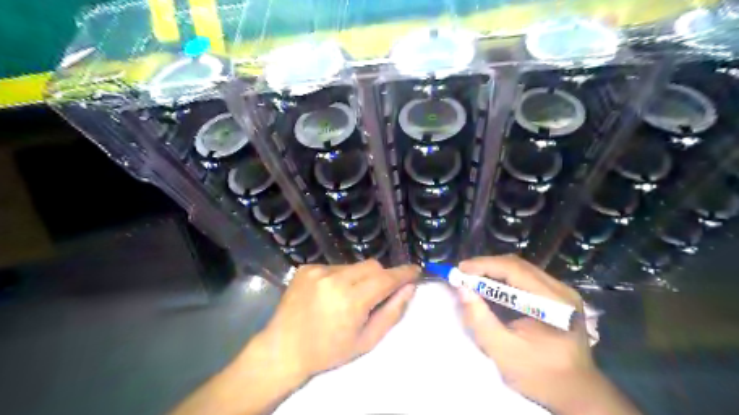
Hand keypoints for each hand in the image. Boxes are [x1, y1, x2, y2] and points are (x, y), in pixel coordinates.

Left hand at [169, 262, 418, 413]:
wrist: (284, 348)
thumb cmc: (329, 351)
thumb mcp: (366, 339)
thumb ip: (392, 311)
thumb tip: (409, 288)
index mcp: (351, 299)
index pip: (386, 278)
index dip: (403, 273)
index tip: (415, 270)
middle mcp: (335, 278)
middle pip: (371, 265)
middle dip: (381, 276)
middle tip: (378, 293)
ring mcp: (318, 270)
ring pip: (353, 265)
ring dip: (358, 277)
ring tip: (347, 298)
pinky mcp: (306, 268)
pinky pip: (334, 266)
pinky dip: (339, 277)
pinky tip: (329, 294)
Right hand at [460, 256, 637, 414]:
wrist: (574, 392)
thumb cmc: (539, 376)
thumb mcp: (503, 351)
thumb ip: (480, 320)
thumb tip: (463, 290)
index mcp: (554, 304)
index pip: (515, 270)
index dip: (485, 265)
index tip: (460, 269)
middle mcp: (561, 291)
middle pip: (518, 265)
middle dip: (487, 266)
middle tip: (463, 274)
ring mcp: (562, 292)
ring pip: (521, 269)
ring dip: (494, 271)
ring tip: (473, 278)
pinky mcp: (558, 296)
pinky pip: (525, 277)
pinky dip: (504, 278)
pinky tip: (491, 286)